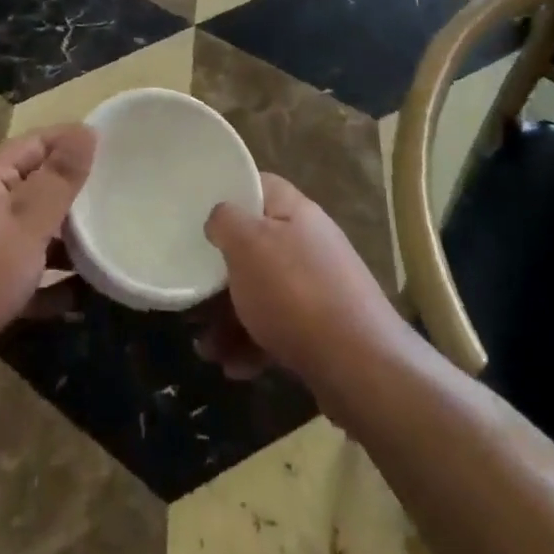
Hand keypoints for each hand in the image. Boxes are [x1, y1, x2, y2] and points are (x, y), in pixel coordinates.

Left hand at [0, 124, 94, 402]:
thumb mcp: (22, 226)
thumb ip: (57, 182)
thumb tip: (86, 131)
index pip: (34, 146)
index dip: (70, 141)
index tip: (114, 147)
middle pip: (34, 191)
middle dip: (74, 195)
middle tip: (122, 200)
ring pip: (31, 238)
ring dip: (66, 243)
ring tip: (111, 248)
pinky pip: (23, 281)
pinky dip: (49, 286)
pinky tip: (82, 299)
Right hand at [199, 174, 412, 410]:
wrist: (361, 367)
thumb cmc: (295, 292)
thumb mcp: (248, 243)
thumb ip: (225, 221)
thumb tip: (219, 218)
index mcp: (295, 211)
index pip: (259, 185)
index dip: (228, 194)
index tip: (197, 214)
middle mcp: (308, 244)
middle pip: (254, 246)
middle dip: (219, 275)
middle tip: (192, 298)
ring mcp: (317, 288)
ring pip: (261, 293)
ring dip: (229, 319)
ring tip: (207, 350)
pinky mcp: (321, 330)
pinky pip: (277, 329)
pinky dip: (253, 345)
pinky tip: (235, 367)